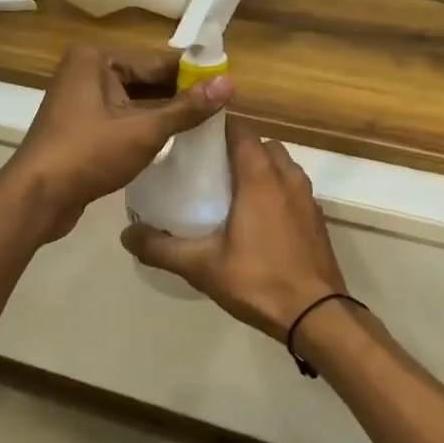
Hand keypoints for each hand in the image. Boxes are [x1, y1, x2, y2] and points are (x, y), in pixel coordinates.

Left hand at [3, 45, 232, 241]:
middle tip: (220, 113)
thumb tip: (229, 83)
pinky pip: (121, 119)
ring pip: (135, 102)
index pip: (158, 61)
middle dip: (179, 97)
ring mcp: (80, 99)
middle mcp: (85, 70)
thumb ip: (187, 108)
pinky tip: (172, 142)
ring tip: (204, 128)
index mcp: (96, 58)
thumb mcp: (144, 130)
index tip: (226, 88)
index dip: (193, 76)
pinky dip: (144, 128)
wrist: (36, 198)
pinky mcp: (81, 126)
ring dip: (164, 115)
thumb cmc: (88, 155)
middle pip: (146, 80)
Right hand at [121, 122, 348, 340]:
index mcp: (260, 177)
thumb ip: (161, 248)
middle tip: (207, 166)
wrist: (317, 315)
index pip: (240, 130)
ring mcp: (307, 198)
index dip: (217, 127)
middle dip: (236, 147)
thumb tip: (126, 235)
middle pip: (261, 144)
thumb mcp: (201, 266)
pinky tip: (256, 218)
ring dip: (258, 168)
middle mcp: (287, 178)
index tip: (193, 137)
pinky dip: (275, 189)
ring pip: (281, 165)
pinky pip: (292, 188)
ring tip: (230, 191)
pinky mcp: (316, 218)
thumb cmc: (258, 280)